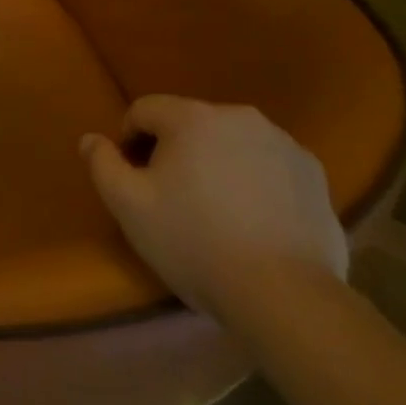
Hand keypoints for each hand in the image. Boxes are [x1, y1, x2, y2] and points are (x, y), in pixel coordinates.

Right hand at [81, 96, 347, 323]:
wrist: (285, 294)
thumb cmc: (194, 242)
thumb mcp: (129, 207)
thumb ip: (102, 165)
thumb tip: (91, 139)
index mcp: (192, 118)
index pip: (144, 110)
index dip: (129, 139)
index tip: (132, 178)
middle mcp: (239, 116)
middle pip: (190, 123)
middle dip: (174, 151)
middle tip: (170, 198)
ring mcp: (283, 143)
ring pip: (231, 143)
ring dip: (216, 163)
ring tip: (214, 211)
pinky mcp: (313, 174)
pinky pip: (268, 165)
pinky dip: (254, 181)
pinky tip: (253, 221)